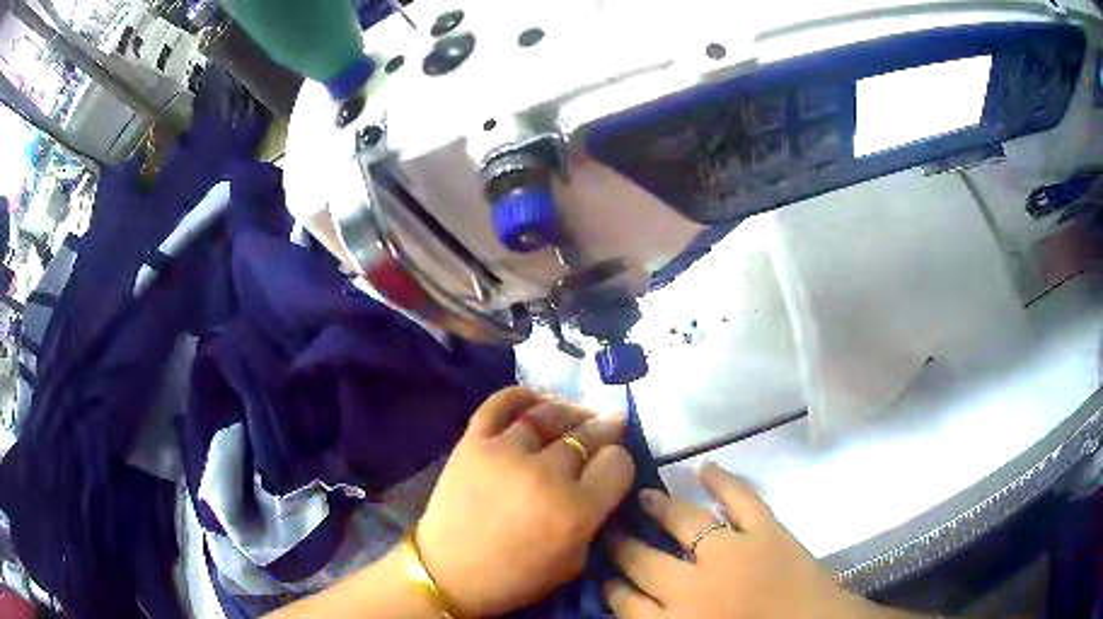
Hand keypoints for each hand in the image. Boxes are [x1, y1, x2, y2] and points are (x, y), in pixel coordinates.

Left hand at [415, 387, 635, 616]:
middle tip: (609, 428)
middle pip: (589, 434)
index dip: (621, 463)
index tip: (613, 467)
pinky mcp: (472, 442)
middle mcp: (545, 475)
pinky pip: (501, 403)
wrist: (447, 573)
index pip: (618, 464)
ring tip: (578, 415)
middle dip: (605, 431)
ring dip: (572, 411)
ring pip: (550, 413)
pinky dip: (522, 395)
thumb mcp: (573, 563)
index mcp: (575, 511)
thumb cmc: (515, 578)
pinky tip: (537, 400)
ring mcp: (505, 452)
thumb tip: (602, 480)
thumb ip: (594, 520)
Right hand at [605, 464, 914, 618]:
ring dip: (660, 508)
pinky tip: (704, 467)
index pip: (626, 603)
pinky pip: (741, 499)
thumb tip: (635, 607)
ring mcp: (733, 554)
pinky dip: (724, 480)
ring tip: (643, 496)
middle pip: (644, 561)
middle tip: (610, 529)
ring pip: (684, 524)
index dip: (611, 586)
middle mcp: (694, 588)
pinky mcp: (768, 532)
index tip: (603, 573)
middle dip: (622, 545)